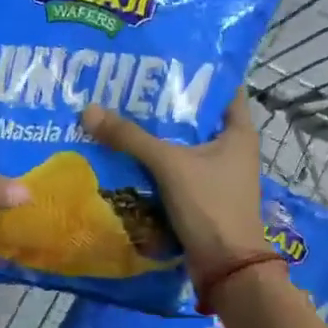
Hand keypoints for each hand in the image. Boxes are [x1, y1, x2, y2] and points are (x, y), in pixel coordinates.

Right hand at [82, 89, 263, 276]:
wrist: (225, 268)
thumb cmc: (210, 206)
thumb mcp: (169, 165)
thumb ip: (130, 138)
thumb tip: (89, 110)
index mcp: (238, 131)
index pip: (220, 87)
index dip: (194, 71)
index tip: (160, 59)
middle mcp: (232, 148)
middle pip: (194, 117)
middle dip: (163, 104)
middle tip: (127, 86)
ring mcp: (217, 174)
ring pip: (181, 145)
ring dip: (155, 135)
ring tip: (118, 113)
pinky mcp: (202, 195)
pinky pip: (174, 170)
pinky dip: (153, 162)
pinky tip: (124, 153)